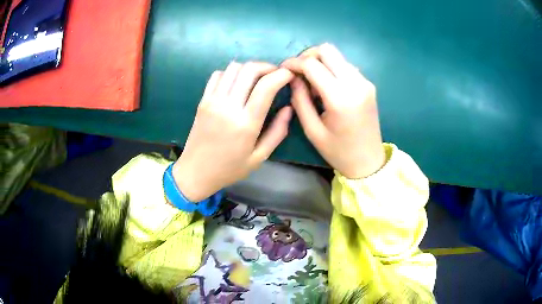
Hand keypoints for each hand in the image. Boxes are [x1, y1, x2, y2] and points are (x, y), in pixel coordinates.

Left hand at [173, 62, 293, 201]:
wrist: (196, 172)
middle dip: (267, 66)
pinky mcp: (203, 101)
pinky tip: (236, 84)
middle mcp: (228, 107)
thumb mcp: (259, 157)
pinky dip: (231, 73)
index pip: (265, 87)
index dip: (281, 75)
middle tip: (275, 74)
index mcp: (246, 124)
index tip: (289, 75)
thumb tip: (289, 108)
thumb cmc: (230, 169)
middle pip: (249, 70)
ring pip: (233, 68)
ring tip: (257, 79)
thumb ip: (277, 132)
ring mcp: (212, 101)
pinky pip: (217, 75)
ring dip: (249, 68)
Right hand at [282, 43, 385, 178]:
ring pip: (338, 56)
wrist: (369, 161)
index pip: (313, 65)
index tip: (283, 69)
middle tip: (298, 72)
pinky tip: (328, 87)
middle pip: (327, 50)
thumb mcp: (312, 130)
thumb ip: (300, 100)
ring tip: (313, 84)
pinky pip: (346, 66)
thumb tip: (293, 77)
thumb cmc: (338, 151)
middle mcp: (356, 84)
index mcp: (340, 98)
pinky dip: (333, 69)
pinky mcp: (368, 84)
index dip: (294, 63)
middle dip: (308, 56)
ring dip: (321, 63)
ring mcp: (365, 82)